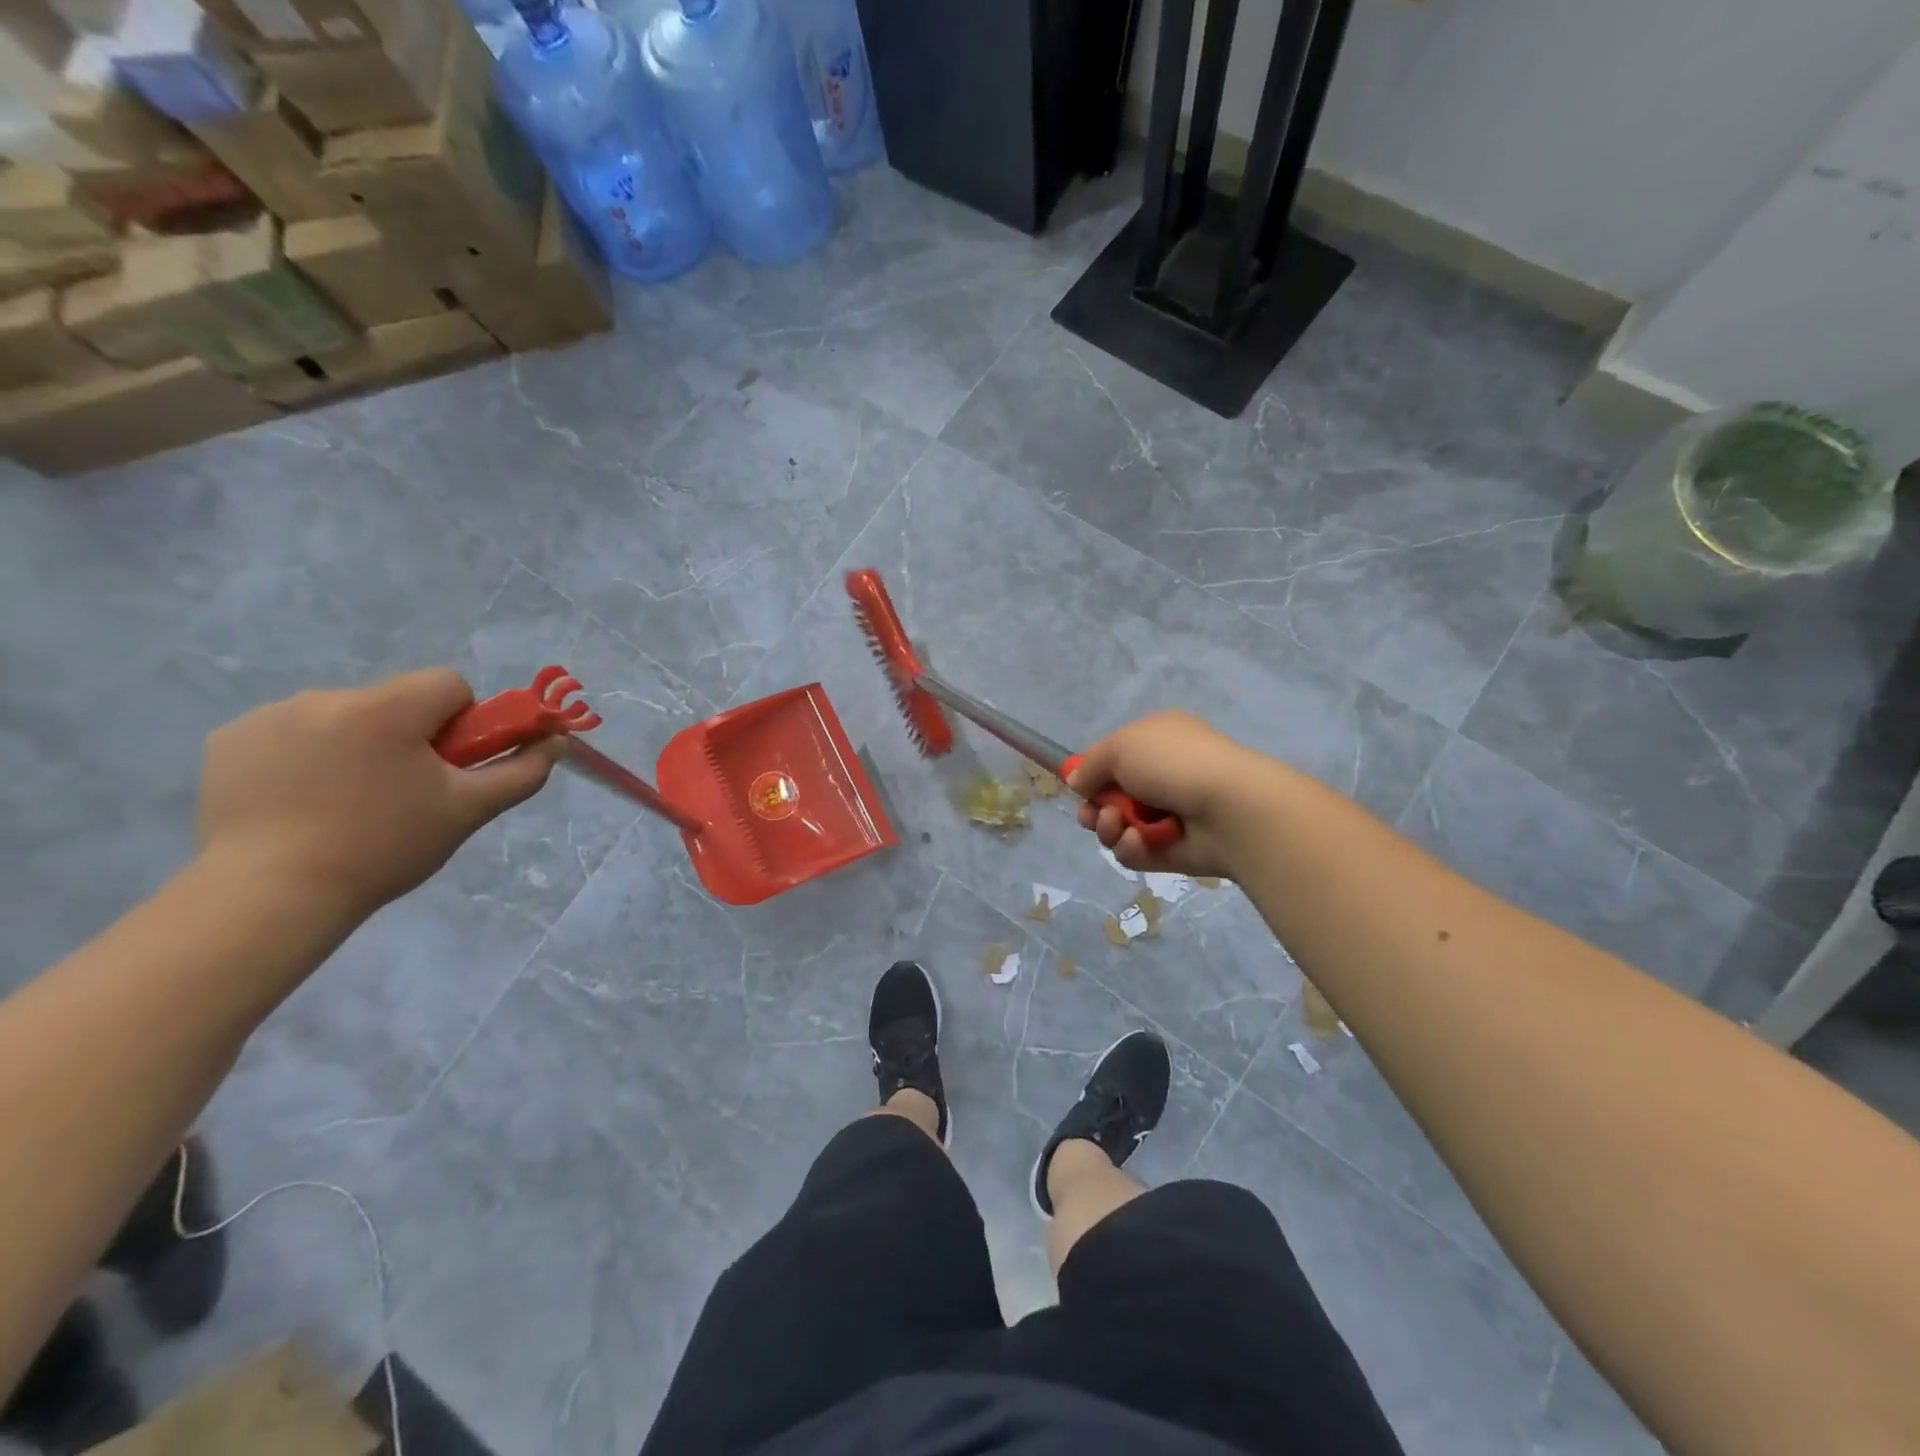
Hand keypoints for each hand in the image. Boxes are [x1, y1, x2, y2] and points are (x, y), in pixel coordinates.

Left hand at [196, 669, 562, 917]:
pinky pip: (292, 732)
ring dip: (358, 743)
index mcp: (386, 708)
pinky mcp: (229, 740)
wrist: (270, 896)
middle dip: (409, 735)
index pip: (448, 684)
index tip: (447, 766)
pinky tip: (301, 800)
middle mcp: (326, 697)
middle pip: (396, 700)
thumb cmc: (384, 847)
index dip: (462, 722)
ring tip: (347, 802)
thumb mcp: (469, 811)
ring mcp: (269, 716)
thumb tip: (557, 740)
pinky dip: (307, 755)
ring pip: (345, 715)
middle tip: (403, 792)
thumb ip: (522, 770)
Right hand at [1068, 711, 1283, 880]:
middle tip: (1092, 815)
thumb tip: (1075, 782)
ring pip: (1118, 828)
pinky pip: (1135, 853)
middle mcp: (1162, 776)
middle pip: (1110, 798)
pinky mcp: (1171, 851)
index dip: (1092, 773)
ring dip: (1108, 828)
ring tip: (1117, 825)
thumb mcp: (1120, 747)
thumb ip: (1090, 765)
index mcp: (1156, 741)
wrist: (1228, 807)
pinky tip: (1139, 841)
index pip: (1113, 758)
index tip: (1078, 786)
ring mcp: (1168, 816)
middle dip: (1093, 808)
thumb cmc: (1174, 763)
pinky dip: (1130, 848)